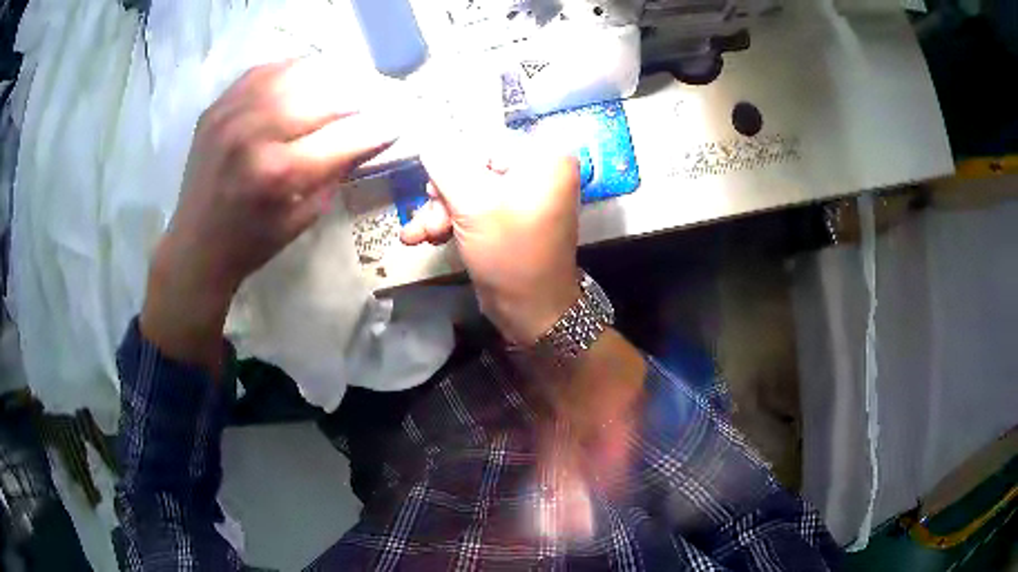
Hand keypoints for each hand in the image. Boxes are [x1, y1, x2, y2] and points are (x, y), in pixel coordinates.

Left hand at [142, 59, 396, 369]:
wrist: (195, 245)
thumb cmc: (252, 242)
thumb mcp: (303, 217)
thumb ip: (336, 172)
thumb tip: (366, 138)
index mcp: (278, 173)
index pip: (346, 136)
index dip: (378, 128)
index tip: (397, 122)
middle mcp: (255, 134)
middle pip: (324, 96)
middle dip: (357, 98)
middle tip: (372, 101)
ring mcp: (232, 114)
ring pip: (295, 73)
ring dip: (328, 77)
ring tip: (343, 84)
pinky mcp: (217, 106)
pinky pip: (263, 70)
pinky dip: (291, 70)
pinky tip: (305, 77)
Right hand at [401, 142, 581, 344]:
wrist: (532, 313)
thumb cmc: (510, 255)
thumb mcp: (473, 205)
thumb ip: (444, 164)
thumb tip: (425, 131)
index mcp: (543, 157)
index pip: (483, 140)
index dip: (450, 162)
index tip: (430, 190)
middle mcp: (538, 169)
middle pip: (473, 164)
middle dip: (443, 194)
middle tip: (427, 218)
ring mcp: (525, 193)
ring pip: (469, 188)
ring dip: (440, 211)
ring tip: (419, 235)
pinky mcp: (511, 216)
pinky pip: (476, 206)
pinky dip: (452, 220)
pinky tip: (424, 237)